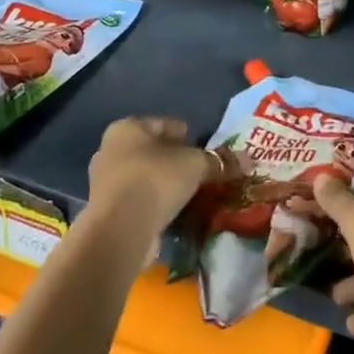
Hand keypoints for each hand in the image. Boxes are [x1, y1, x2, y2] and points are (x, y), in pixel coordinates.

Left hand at [84, 118, 223, 257]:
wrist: (120, 230)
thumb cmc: (156, 179)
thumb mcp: (196, 165)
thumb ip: (219, 161)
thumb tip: (249, 159)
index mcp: (127, 128)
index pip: (163, 124)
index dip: (185, 133)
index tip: (203, 145)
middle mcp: (111, 150)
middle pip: (152, 150)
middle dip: (174, 160)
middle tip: (199, 170)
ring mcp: (105, 183)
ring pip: (144, 176)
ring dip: (164, 184)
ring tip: (190, 192)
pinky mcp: (107, 212)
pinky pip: (139, 200)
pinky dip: (155, 203)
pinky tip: (174, 211)